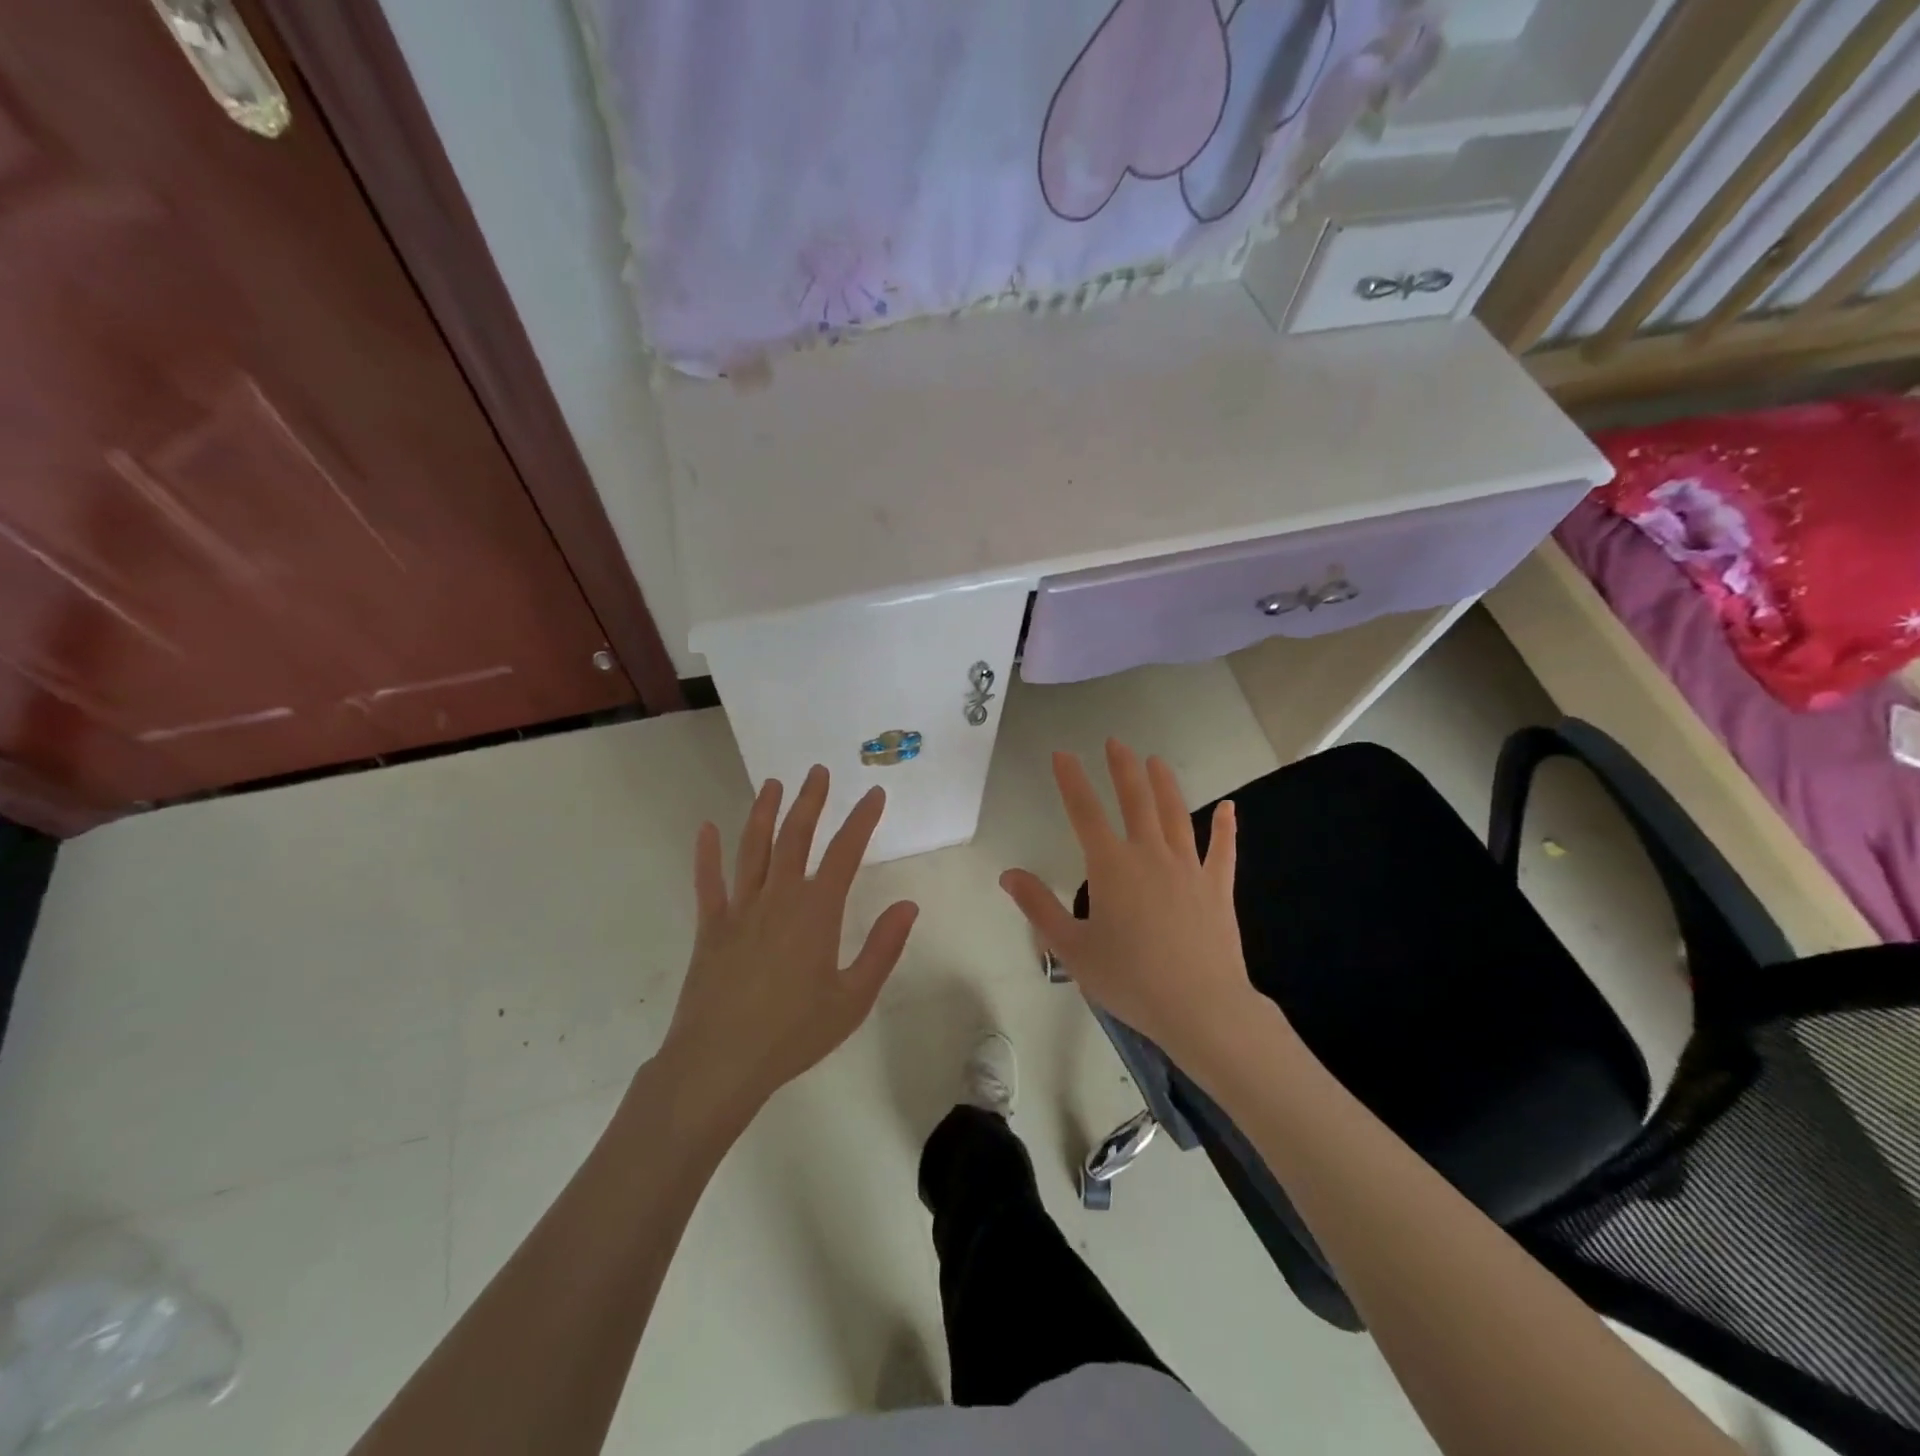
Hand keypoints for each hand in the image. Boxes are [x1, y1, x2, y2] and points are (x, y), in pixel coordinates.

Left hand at [659, 766, 919, 1114]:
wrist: (719, 1063)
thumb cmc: (793, 1034)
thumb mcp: (852, 999)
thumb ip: (882, 948)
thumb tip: (908, 905)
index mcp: (816, 913)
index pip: (845, 853)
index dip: (861, 820)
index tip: (874, 794)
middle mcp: (778, 899)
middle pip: (795, 837)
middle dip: (810, 802)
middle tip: (817, 771)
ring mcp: (739, 910)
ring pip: (753, 849)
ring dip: (764, 813)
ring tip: (773, 784)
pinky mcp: (710, 927)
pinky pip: (708, 882)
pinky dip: (706, 853)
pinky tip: (707, 828)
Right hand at [1000, 740, 1254, 1064]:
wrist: (1200, 1007)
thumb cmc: (1129, 979)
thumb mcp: (1072, 948)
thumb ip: (1039, 907)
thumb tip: (1008, 874)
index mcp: (1111, 867)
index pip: (1085, 812)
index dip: (1071, 780)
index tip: (1062, 754)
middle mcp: (1149, 855)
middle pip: (1136, 800)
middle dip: (1123, 768)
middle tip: (1116, 742)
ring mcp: (1188, 868)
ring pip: (1176, 814)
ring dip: (1165, 784)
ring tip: (1156, 761)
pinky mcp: (1217, 888)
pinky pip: (1222, 850)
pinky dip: (1225, 827)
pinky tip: (1229, 807)